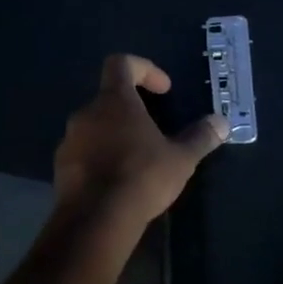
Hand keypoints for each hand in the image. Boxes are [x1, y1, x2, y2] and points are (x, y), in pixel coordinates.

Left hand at [53, 54, 228, 227]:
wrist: (95, 220)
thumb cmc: (141, 177)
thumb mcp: (181, 158)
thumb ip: (200, 137)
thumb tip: (222, 122)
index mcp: (114, 101)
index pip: (121, 63)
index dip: (144, 69)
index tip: (163, 90)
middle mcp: (86, 113)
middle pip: (109, 98)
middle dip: (132, 110)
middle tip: (155, 132)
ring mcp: (69, 140)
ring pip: (95, 127)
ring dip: (115, 135)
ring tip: (137, 160)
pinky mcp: (60, 167)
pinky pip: (83, 152)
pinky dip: (100, 158)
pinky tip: (118, 182)